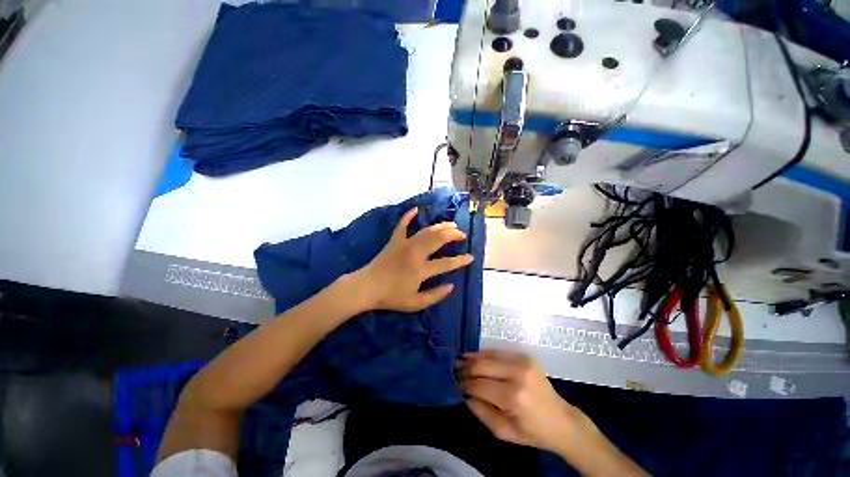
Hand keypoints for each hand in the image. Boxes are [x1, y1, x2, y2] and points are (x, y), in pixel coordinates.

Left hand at [355, 207, 473, 311]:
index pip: (446, 263)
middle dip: (453, 234)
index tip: (470, 257)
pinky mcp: (394, 240)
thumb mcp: (415, 303)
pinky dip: (409, 216)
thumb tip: (451, 286)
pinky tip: (416, 209)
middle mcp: (415, 253)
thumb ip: (435, 295)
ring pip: (426, 230)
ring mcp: (404, 244)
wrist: (367, 287)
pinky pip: (402, 225)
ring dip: (440, 226)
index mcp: (421, 269)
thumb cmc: (391, 297)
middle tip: (461, 234)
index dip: (460, 260)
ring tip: (451, 224)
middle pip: (438, 239)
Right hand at [457, 349, 588, 453]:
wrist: (561, 421)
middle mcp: (516, 374)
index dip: (464, 384)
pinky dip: (484, 354)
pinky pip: (498, 352)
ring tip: (461, 361)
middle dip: (465, 368)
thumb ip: (481, 412)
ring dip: (473, 358)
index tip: (454, 383)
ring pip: (488, 355)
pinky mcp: (524, 356)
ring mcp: (522, 362)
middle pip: (481, 366)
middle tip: (454, 370)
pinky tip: (475, 357)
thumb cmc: (532, 432)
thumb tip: (465, 394)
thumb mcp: (503, 432)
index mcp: (512, 397)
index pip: (479, 385)